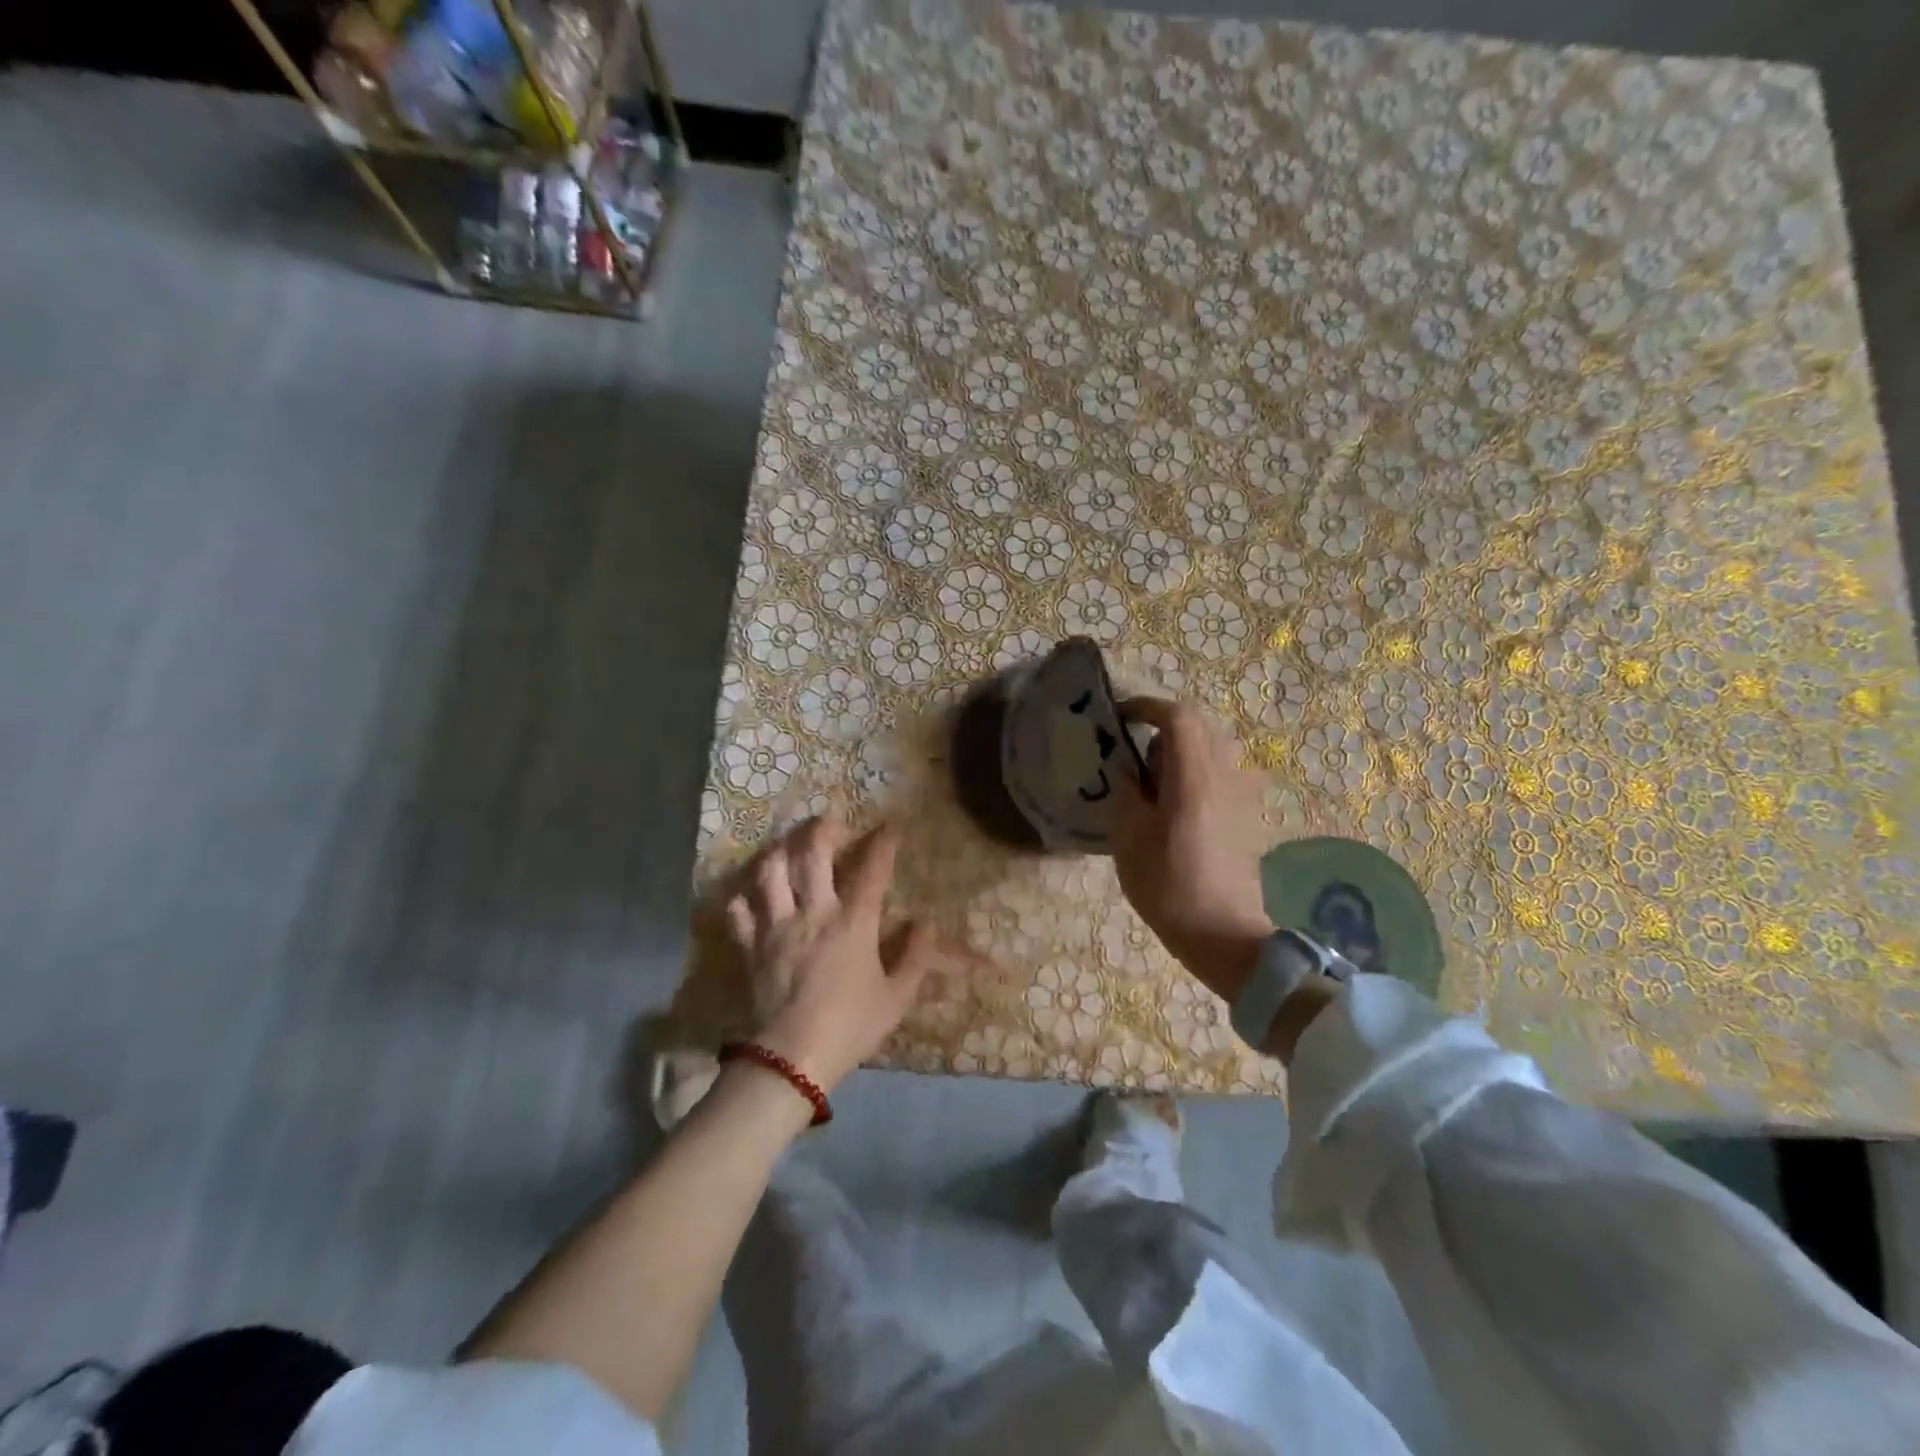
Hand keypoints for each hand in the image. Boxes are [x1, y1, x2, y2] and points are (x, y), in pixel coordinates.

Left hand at [725, 816, 935, 1095]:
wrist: (792, 1058)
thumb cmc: (851, 1026)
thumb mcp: (896, 998)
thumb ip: (914, 958)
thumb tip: (925, 924)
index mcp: (853, 923)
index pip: (872, 871)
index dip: (883, 844)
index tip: (890, 828)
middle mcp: (814, 912)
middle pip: (812, 856)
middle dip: (821, 830)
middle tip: (827, 820)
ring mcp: (777, 926)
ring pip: (771, 873)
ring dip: (778, 853)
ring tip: (785, 846)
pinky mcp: (751, 946)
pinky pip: (739, 912)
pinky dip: (743, 899)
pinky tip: (749, 896)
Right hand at [1111, 697, 1273, 1003]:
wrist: (1224, 935)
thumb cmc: (1169, 887)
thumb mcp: (1128, 839)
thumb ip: (1126, 793)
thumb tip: (1128, 770)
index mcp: (1194, 778)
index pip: (1178, 717)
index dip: (1147, 707)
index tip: (1121, 717)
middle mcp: (1226, 776)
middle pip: (1200, 728)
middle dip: (1165, 727)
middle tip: (1134, 752)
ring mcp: (1242, 796)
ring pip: (1214, 750)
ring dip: (1183, 751)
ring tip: (1154, 781)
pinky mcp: (1248, 815)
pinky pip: (1222, 775)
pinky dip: (1197, 773)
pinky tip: (1177, 806)